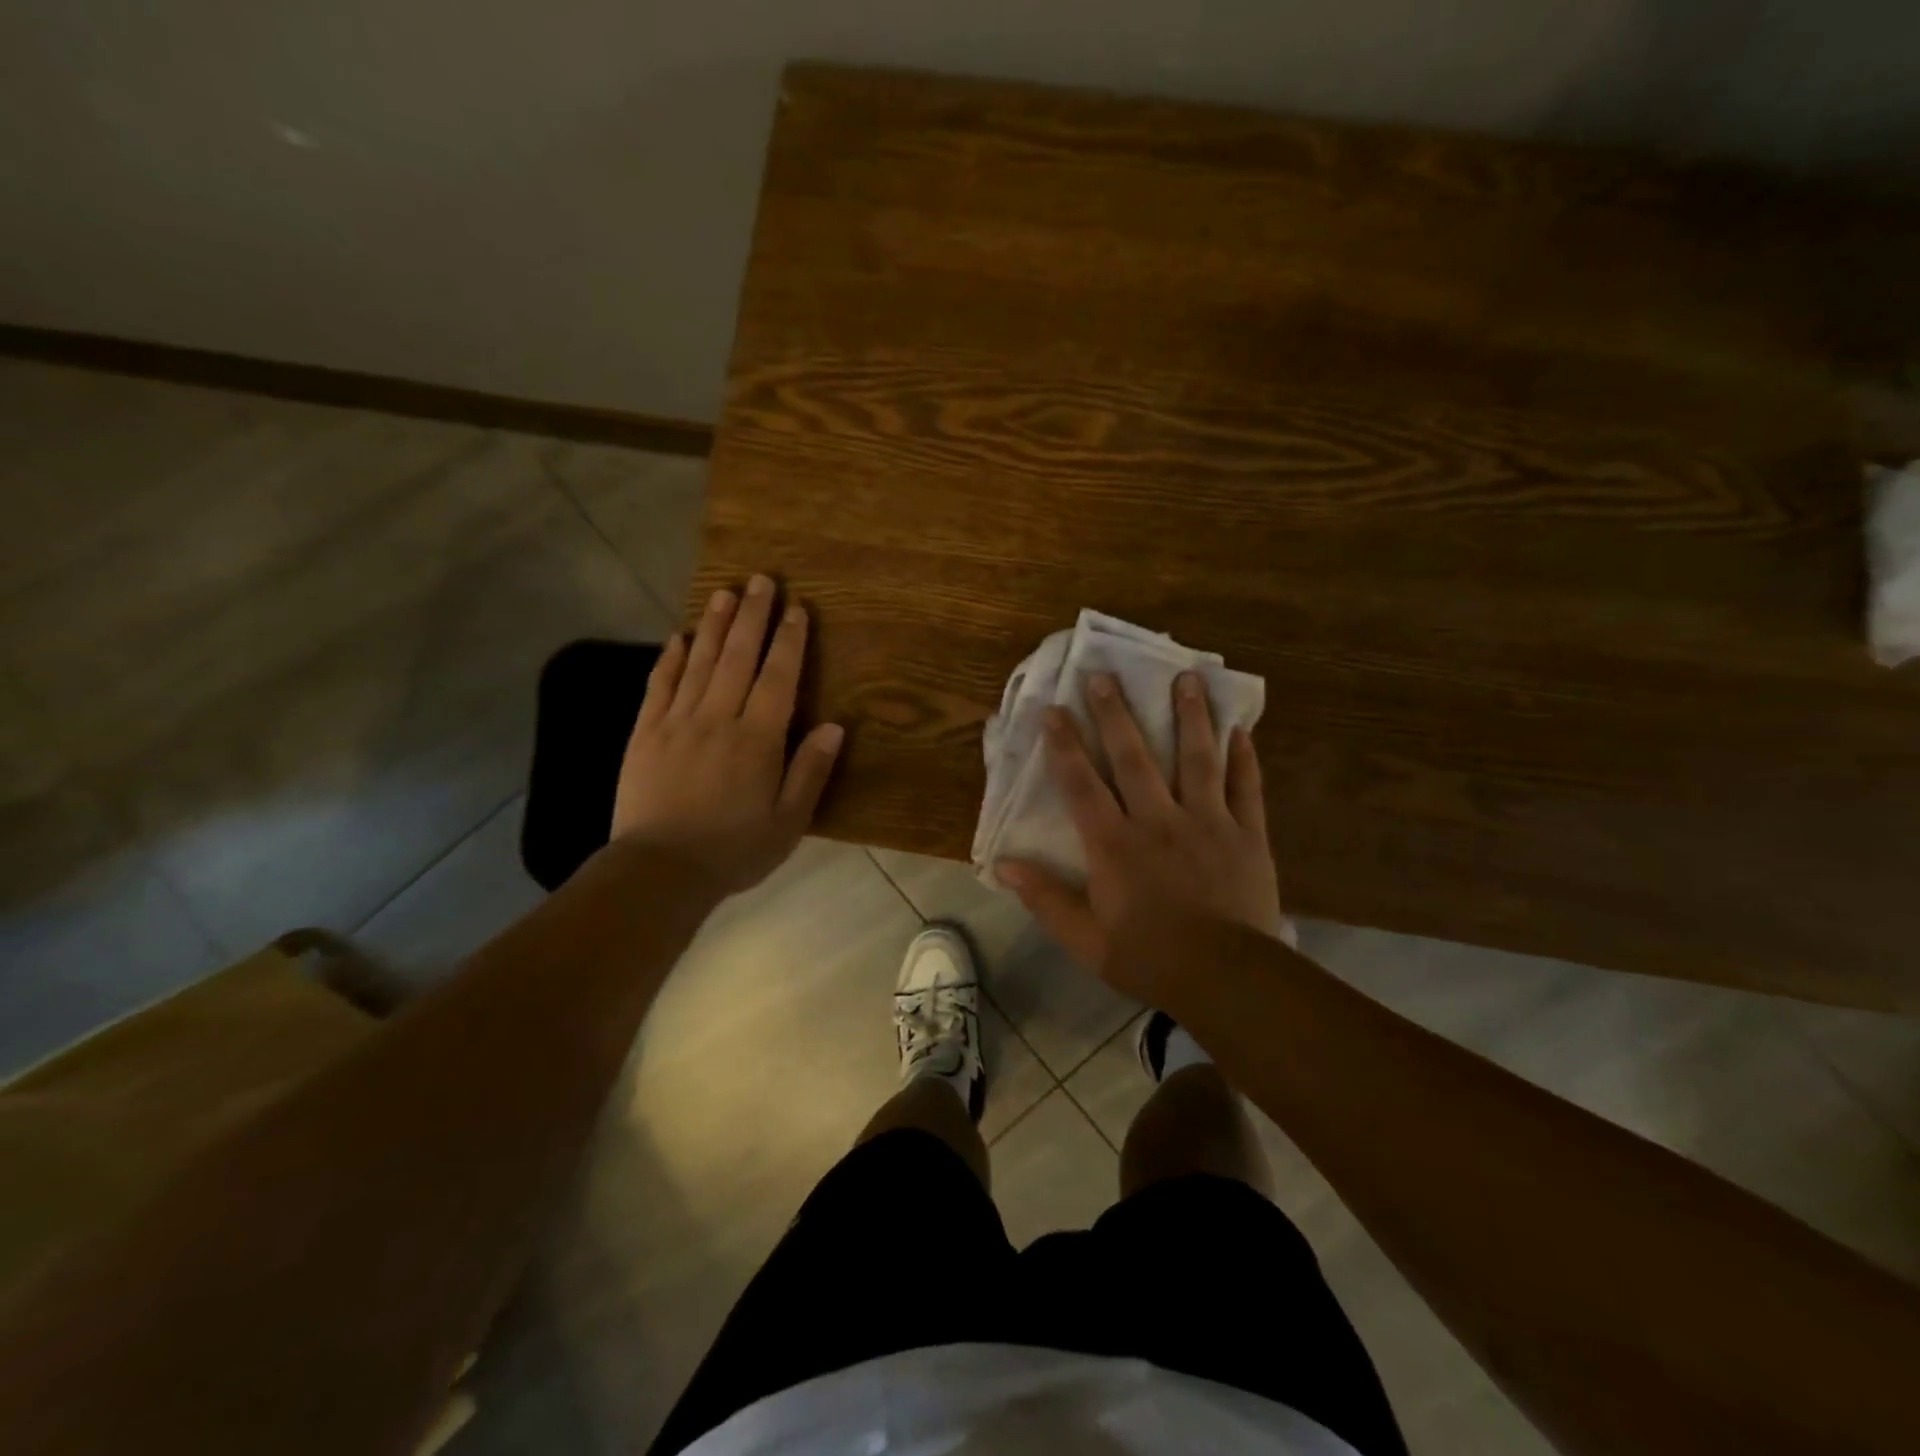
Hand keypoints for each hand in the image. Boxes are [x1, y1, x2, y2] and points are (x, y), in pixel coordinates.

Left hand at [611, 574, 843, 898]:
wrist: (660, 871)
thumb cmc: (734, 850)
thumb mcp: (788, 821)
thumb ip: (810, 771)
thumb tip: (835, 726)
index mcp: (757, 739)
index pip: (778, 678)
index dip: (790, 641)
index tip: (798, 609)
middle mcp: (718, 719)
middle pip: (738, 657)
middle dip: (753, 617)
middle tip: (762, 581)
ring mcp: (677, 723)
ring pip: (699, 663)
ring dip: (714, 625)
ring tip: (725, 592)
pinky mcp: (645, 734)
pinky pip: (659, 686)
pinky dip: (670, 659)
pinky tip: (679, 637)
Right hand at [994, 671, 1283, 999]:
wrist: (1226, 977)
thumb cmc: (1149, 956)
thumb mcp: (1084, 939)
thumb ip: (1045, 898)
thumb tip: (1004, 865)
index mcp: (1114, 844)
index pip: (1082, 784)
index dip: (1064, 745)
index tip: (1053, 710)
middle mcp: (1157, 819)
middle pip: (1133, 757)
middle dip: (1116, 714)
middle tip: (1105, 675)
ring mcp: (1207, 822)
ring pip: (1196, 759)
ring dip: (1190, 716)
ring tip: (1188, 677)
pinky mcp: (1246, 834)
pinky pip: (1245, 788)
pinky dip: (1243, 758)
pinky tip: (1241, 730)